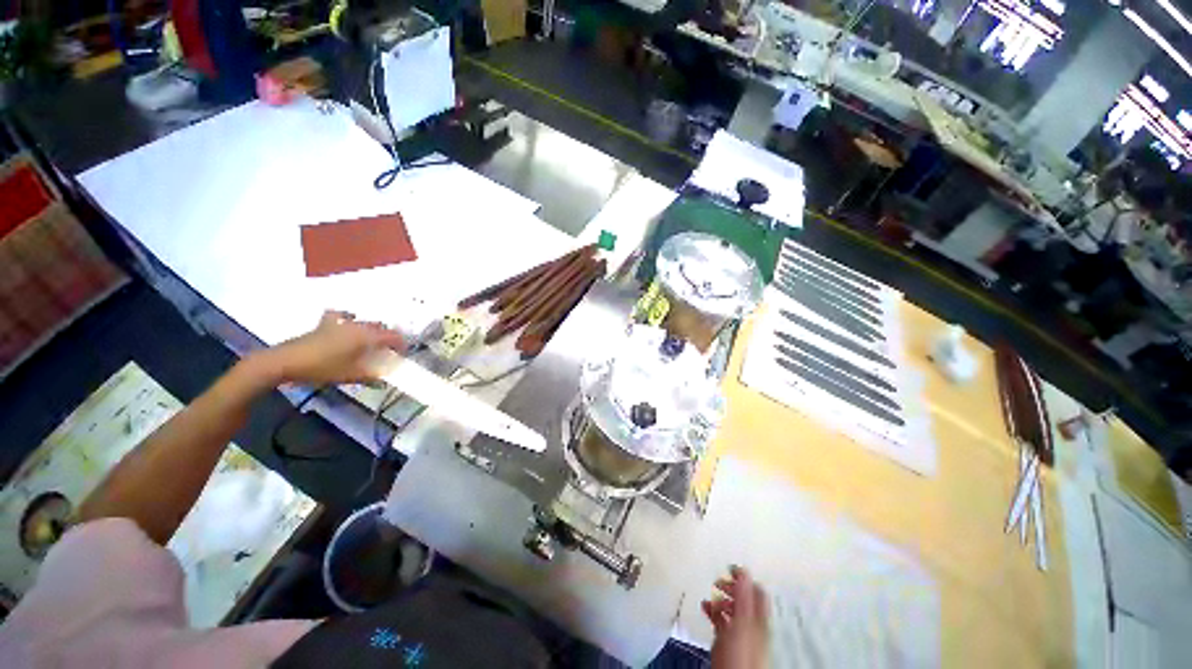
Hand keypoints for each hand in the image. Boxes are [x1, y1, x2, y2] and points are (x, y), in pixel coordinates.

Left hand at [255, 311, 405, 385]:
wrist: (286, 361)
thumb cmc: (322, 368)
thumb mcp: (350, 376)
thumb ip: (371, 376)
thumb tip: (385, 380)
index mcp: (366, 337)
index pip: (392, 336)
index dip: (401, 344)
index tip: (405, 353)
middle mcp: (357, 326)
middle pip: (380, 327)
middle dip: (388, 336)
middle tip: (390, 350)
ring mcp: (340, 323)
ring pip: (364, 322)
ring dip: (372, 329)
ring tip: (373, 339)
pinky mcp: (325, 325)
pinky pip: (341, 316)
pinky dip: (347, 318)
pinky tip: (348, 321)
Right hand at [703, 566, 769, 668]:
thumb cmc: (741, 655)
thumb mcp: (742, 620)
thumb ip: (743, 596)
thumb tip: (744, 571)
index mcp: (758, 616)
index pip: (757, 589)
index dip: (744, 576)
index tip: (731, 567)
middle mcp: (751, 623)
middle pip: (744, 598)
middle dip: (731, 586)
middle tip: (720, 579)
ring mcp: (740, 633)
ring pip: (732, 609)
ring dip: (721, 598)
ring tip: (711, 593)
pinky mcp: (727, 641)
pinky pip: (721, 620)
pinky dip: (713, 611)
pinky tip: (706, 609)